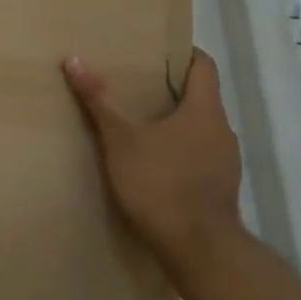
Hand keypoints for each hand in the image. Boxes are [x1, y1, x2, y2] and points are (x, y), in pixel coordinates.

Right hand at [63, 48, 244, 282]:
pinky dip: (181, 152)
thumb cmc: (160, 183)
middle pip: (202, 98)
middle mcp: (223, 130)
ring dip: (177, 124)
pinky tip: (156, 166)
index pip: (204, 66)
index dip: (184, 54)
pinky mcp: (221, 189)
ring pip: (202, 130)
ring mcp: (226, 162)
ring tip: (143, 127)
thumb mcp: (120, 140)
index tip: (159, 51)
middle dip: (172, 91)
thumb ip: (99, 100)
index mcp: (205, 110)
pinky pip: (201, 157)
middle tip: (138, 87)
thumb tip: (74, 60)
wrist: (198, 248)